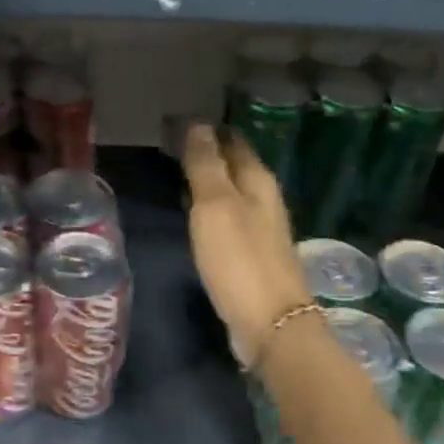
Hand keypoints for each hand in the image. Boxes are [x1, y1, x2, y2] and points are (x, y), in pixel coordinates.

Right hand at [181, 123, 312, 364]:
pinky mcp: (253, 258)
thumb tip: (198, 124)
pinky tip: (197, 216)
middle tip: (174, 143)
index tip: (181, 120)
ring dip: (211, 183)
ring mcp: (261, 231)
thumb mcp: (215, 206)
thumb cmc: (240, 260)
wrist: (270, 323)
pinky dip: (212, 211)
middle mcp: (264, 201)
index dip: (209, 130)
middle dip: (210, 153)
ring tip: (180, 173)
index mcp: (258, 181)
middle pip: (236, 167)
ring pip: (233, 195)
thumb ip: (206, 165)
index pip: (233, 142)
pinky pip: (229, 221)